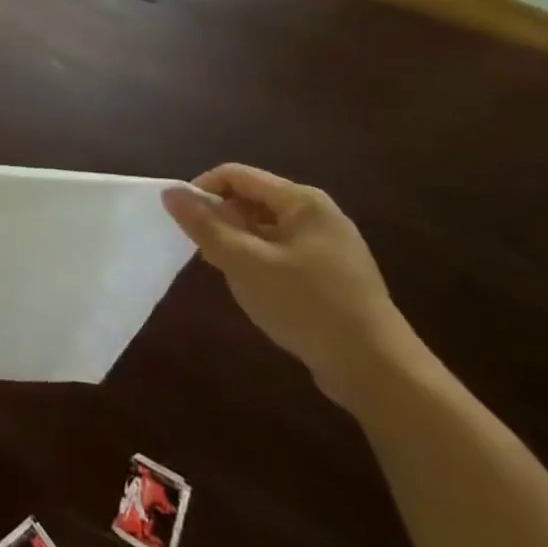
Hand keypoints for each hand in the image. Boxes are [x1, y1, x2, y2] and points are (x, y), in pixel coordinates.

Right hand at [162, 164, 425, 409]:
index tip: (182, 222)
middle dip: (220, 221)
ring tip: (227, 273)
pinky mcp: (332, 274)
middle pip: (250, 200)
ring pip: (264, 229)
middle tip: (204, 253)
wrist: (377, 370)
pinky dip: (258, 262)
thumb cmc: (306, 305)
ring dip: (237, 244)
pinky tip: (255, 290)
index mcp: (301, 201)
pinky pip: (281, 252)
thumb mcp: (244, 263)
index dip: (201, 191)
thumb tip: (170, 192)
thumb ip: (204, 226)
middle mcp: (317, 214)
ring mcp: (328, 245)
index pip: (235, 176)